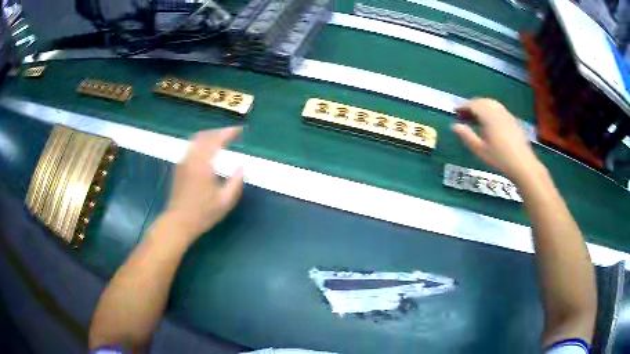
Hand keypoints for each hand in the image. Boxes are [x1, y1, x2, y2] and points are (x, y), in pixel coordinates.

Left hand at [162, 127, 243, 243]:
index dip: (228, 132)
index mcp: (203, 164)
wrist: (178, 222)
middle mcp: (191, 158)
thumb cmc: (203, 213)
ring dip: (209, 136)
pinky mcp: (179, 168)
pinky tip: (206, 151)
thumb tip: (242, 166)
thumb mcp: (225, 201)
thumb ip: (236, 182)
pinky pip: (191, 148)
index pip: (216, 140)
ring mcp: (183, 162)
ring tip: (220, 139)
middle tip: (230, 133)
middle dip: (218, 131)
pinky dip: (201, 143)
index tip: (239, 130)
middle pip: (204, 136)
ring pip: (196, 140)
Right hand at [452, 98, 541, 182]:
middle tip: (463, 115)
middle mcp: (498, 112)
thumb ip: (466, 136)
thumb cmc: (500, 159)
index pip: (473, 105)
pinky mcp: (512, 120)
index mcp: (489, 117)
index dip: (462, 107)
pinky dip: (490, 110)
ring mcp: (507, 115)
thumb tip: (454, 126)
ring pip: (491, 103)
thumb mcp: (480, 150)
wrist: (523, 165)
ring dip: (481, 107)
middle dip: (471, 106)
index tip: (455, 112)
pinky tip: (488, 122)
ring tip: (474, 118)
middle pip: (482, 101)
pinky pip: (498, 109)